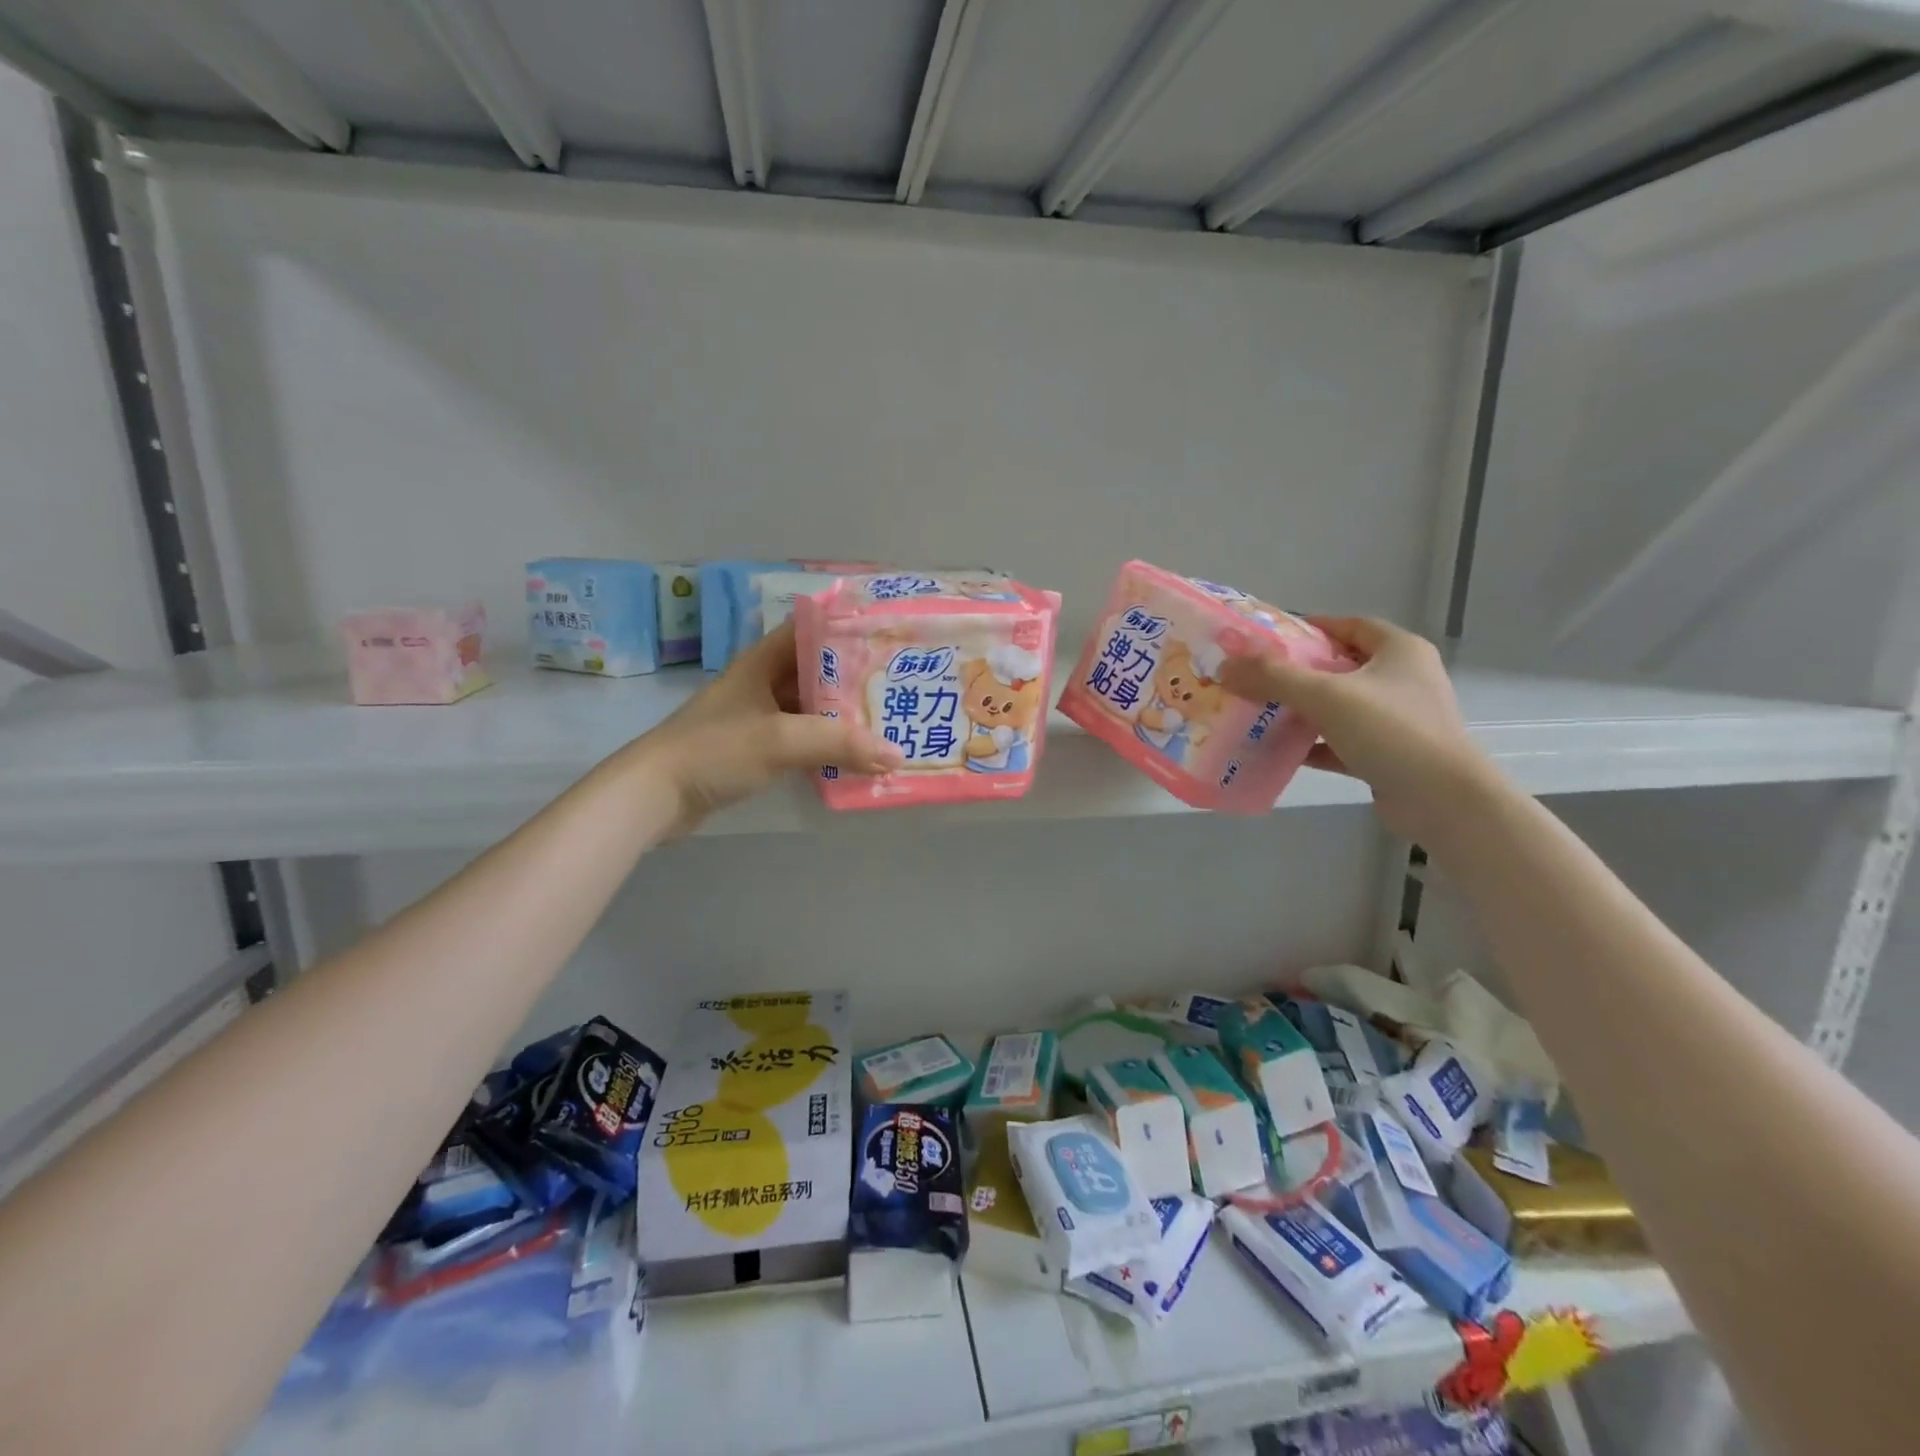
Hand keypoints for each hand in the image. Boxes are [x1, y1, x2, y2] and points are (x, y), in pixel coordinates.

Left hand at [634, 621, 901, 836]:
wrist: (656, 794)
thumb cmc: (716, 750)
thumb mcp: (781, 740)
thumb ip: (839, 744)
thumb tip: (896, 753)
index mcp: (764, 661)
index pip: (813, 630)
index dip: (849, 630)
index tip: (889, 638)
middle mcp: (764, 681)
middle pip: (819, 671)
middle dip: (857, 679)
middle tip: (900, 686)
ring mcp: (760, 716)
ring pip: (812, 707)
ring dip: (845, 716)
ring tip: (889, 721)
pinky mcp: (757, 747)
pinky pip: (803, 738)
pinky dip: (827, 745)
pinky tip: (856, 757)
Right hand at [1219, 617, 1489, 841]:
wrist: (1443, 801)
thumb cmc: (1391, 732)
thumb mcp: (1326, 696)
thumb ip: (1273, 677)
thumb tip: (1224, 666)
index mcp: (1399, 651)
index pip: (1349, 626)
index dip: (1309, 628)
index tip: (1268, 639)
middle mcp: (1403, 680)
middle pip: (1340, 666)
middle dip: (1297, 672)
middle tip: (1255, 677)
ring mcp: (1398, 719)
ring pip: (1339, 706)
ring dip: (1302, 709)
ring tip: (1259, 711)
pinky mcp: (1389, 754)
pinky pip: (1341, 741)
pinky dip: (1313, 744)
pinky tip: (1279, 750)